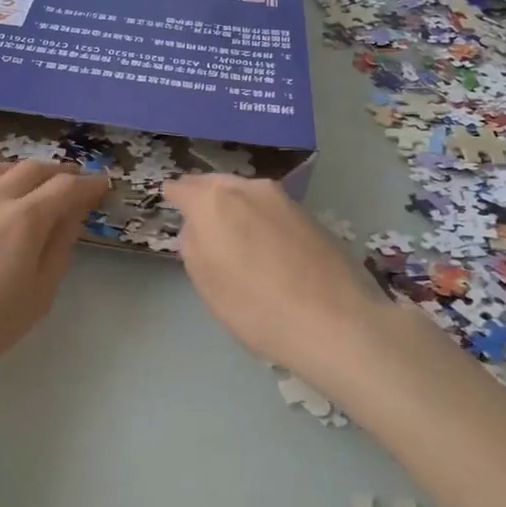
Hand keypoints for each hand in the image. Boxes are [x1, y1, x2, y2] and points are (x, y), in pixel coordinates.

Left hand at [0, 161, 108, 388]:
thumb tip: (72, 216)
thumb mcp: (38, 295)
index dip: (88, 184)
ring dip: (18, 171)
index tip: (101, 185)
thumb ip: (59, 249)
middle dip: (57, 172)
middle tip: (71, 181)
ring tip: (27, 181)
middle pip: (30, 170)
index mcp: (25, 220)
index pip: (66, 188)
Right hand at [165, 175, 391, 383]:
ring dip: (234, 204)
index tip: (169, 199)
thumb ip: (194, 245)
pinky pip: (271, 208)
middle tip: (197, 213)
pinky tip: (264, 241)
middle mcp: (248, 189)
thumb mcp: (207, 283)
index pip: (183, 188)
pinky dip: (260, 217)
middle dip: (204, 194)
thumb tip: (198, 226)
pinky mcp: (310, 214)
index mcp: (214, 202)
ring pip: (247, 193)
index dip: (173, 195)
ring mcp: (283, 199)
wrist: (336, 322)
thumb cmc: (257, 308)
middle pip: (216, 184)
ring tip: (231, 227)